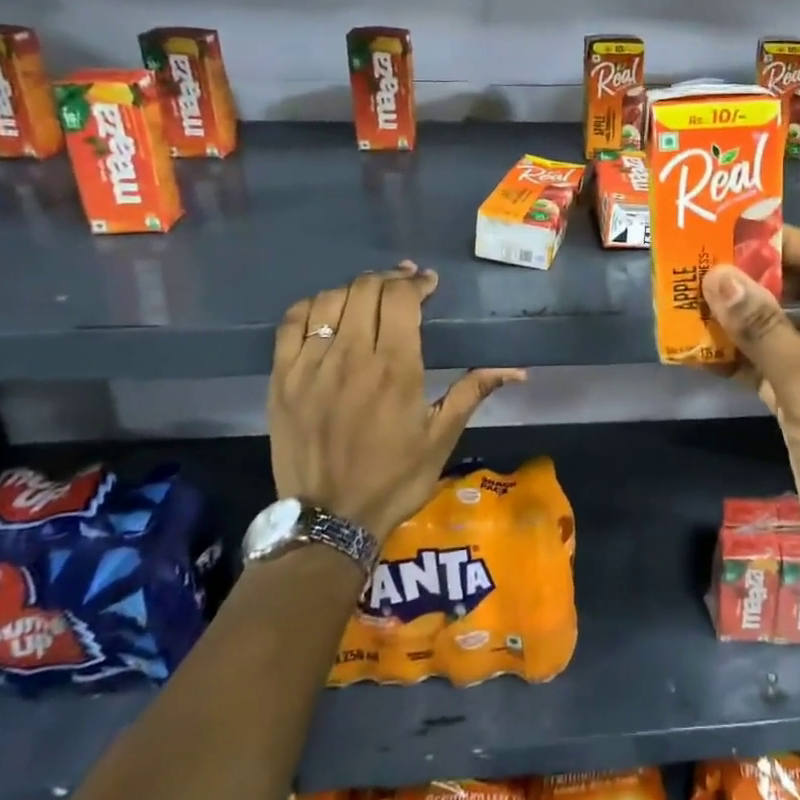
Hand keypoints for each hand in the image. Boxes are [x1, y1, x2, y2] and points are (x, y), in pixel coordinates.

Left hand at [268, 262, 524, 544]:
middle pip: (365, 289)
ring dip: (354, 290)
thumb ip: (473, 391)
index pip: (400, 298)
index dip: (416, 282)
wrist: (329, 520)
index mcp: (394, 368)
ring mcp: (310, 367)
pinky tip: (328, 313)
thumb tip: (518, 370)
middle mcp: (350, 357)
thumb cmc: (395, 478)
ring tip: (369, 298)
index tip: (428, 284)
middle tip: (404, 287)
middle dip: (389, 280)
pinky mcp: (282, 380)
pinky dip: (312, 307)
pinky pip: (291, 324)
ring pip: (329, 300)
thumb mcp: (442, 436)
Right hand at [703, 228, 799, 676]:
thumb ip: (764, 328)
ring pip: (786, 329)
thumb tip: (717, 274)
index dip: (778, 240)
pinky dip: (744, 361)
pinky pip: (776, 369)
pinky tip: (700, 354)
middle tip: (695, 268)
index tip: (722, 233)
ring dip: (743, 321)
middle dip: (754, 279)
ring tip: (686, 305)